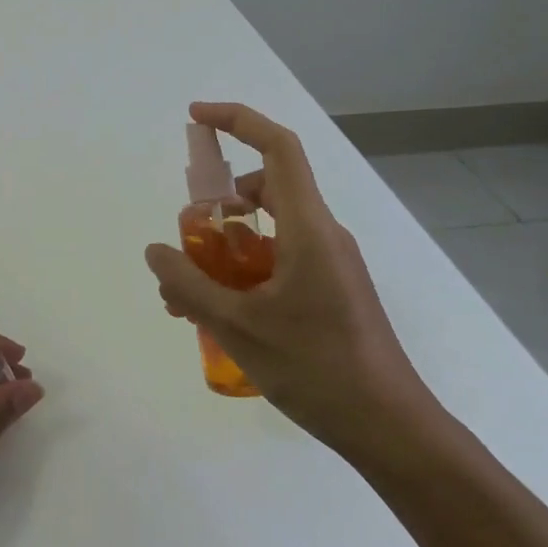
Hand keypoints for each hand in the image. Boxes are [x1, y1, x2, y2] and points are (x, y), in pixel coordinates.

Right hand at [143, 102, 440, 464]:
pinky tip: (216, 314)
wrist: (391, 429)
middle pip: (266, 189)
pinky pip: (278, 261)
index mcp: (308, 228)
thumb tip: (157, 251)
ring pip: (268, 231)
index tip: (196, 117)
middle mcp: (322, 234)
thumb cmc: (317, 369)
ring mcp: (329, 263)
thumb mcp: (239, 327)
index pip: (278, 148)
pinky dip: (242, 272)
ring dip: (224, 247)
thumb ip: (190, 285)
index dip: (237, 120)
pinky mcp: (329, 289)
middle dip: (217, 202)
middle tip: (184, 235)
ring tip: (186, 290)